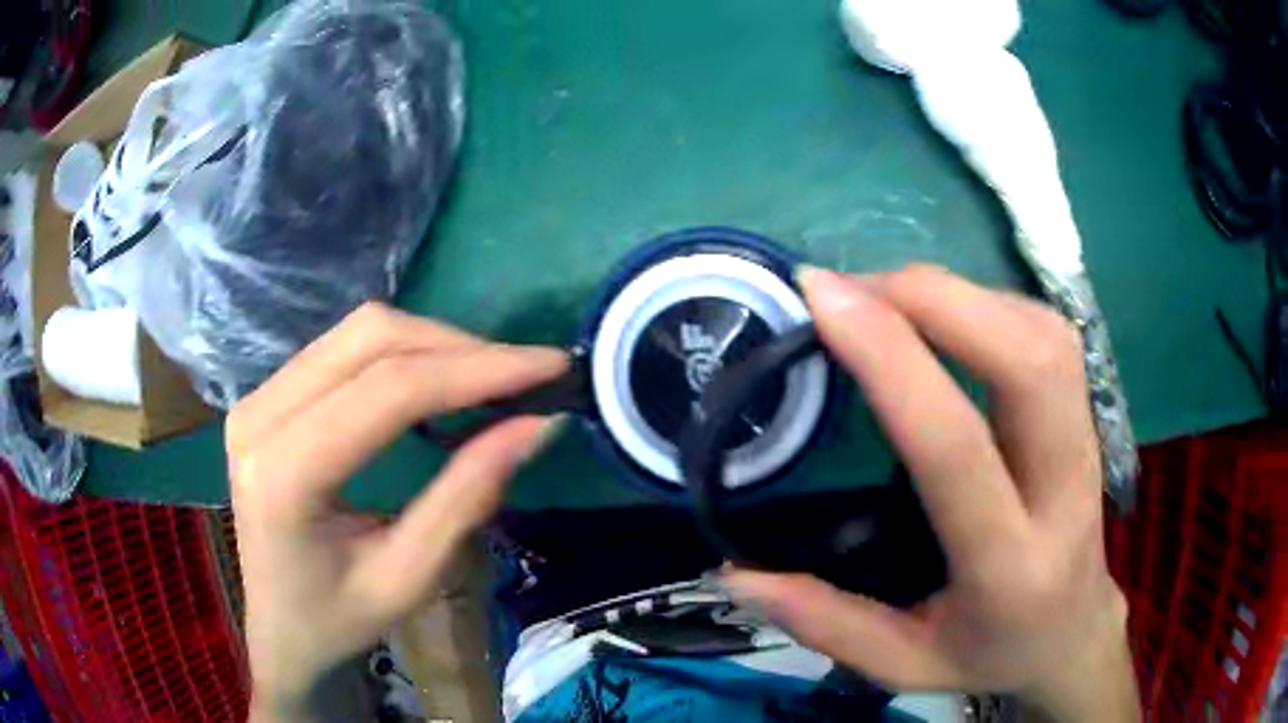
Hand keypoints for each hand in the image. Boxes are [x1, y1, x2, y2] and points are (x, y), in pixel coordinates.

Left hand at [226, 303, 566, 720]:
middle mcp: (259, 417)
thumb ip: (466, 497)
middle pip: (369, 338)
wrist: (276, 625)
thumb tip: (535, 425)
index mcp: (283, 475)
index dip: (474, 370)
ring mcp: (257, 398)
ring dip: (433, 344)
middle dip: (457, 347)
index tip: (548, 367)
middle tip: (522, 375)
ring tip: (489, 378)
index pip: (386, 391)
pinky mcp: (267, 394)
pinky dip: (403, 353)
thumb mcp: (409, 578)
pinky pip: (343, 347)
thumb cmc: (338, 619)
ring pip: (358, 331)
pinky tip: (437, 380)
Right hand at [725, 266, 1138, 720]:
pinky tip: (941, 316)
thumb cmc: (990, 654)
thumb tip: (736, 572)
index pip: (956, 447)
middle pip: (1027, 359)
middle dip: (935, 300)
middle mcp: (1063, 489)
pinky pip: (1045, 330)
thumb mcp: (903, 666)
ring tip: (886, 297)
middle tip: (851, 289)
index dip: (891, 358)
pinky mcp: (1085, 413)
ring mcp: (1085, 442)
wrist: (1072, 633)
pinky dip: (985, 303)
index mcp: (1009, 565)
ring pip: (1043, 332)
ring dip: (960, 295)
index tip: (823, 300)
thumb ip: (825, 623)